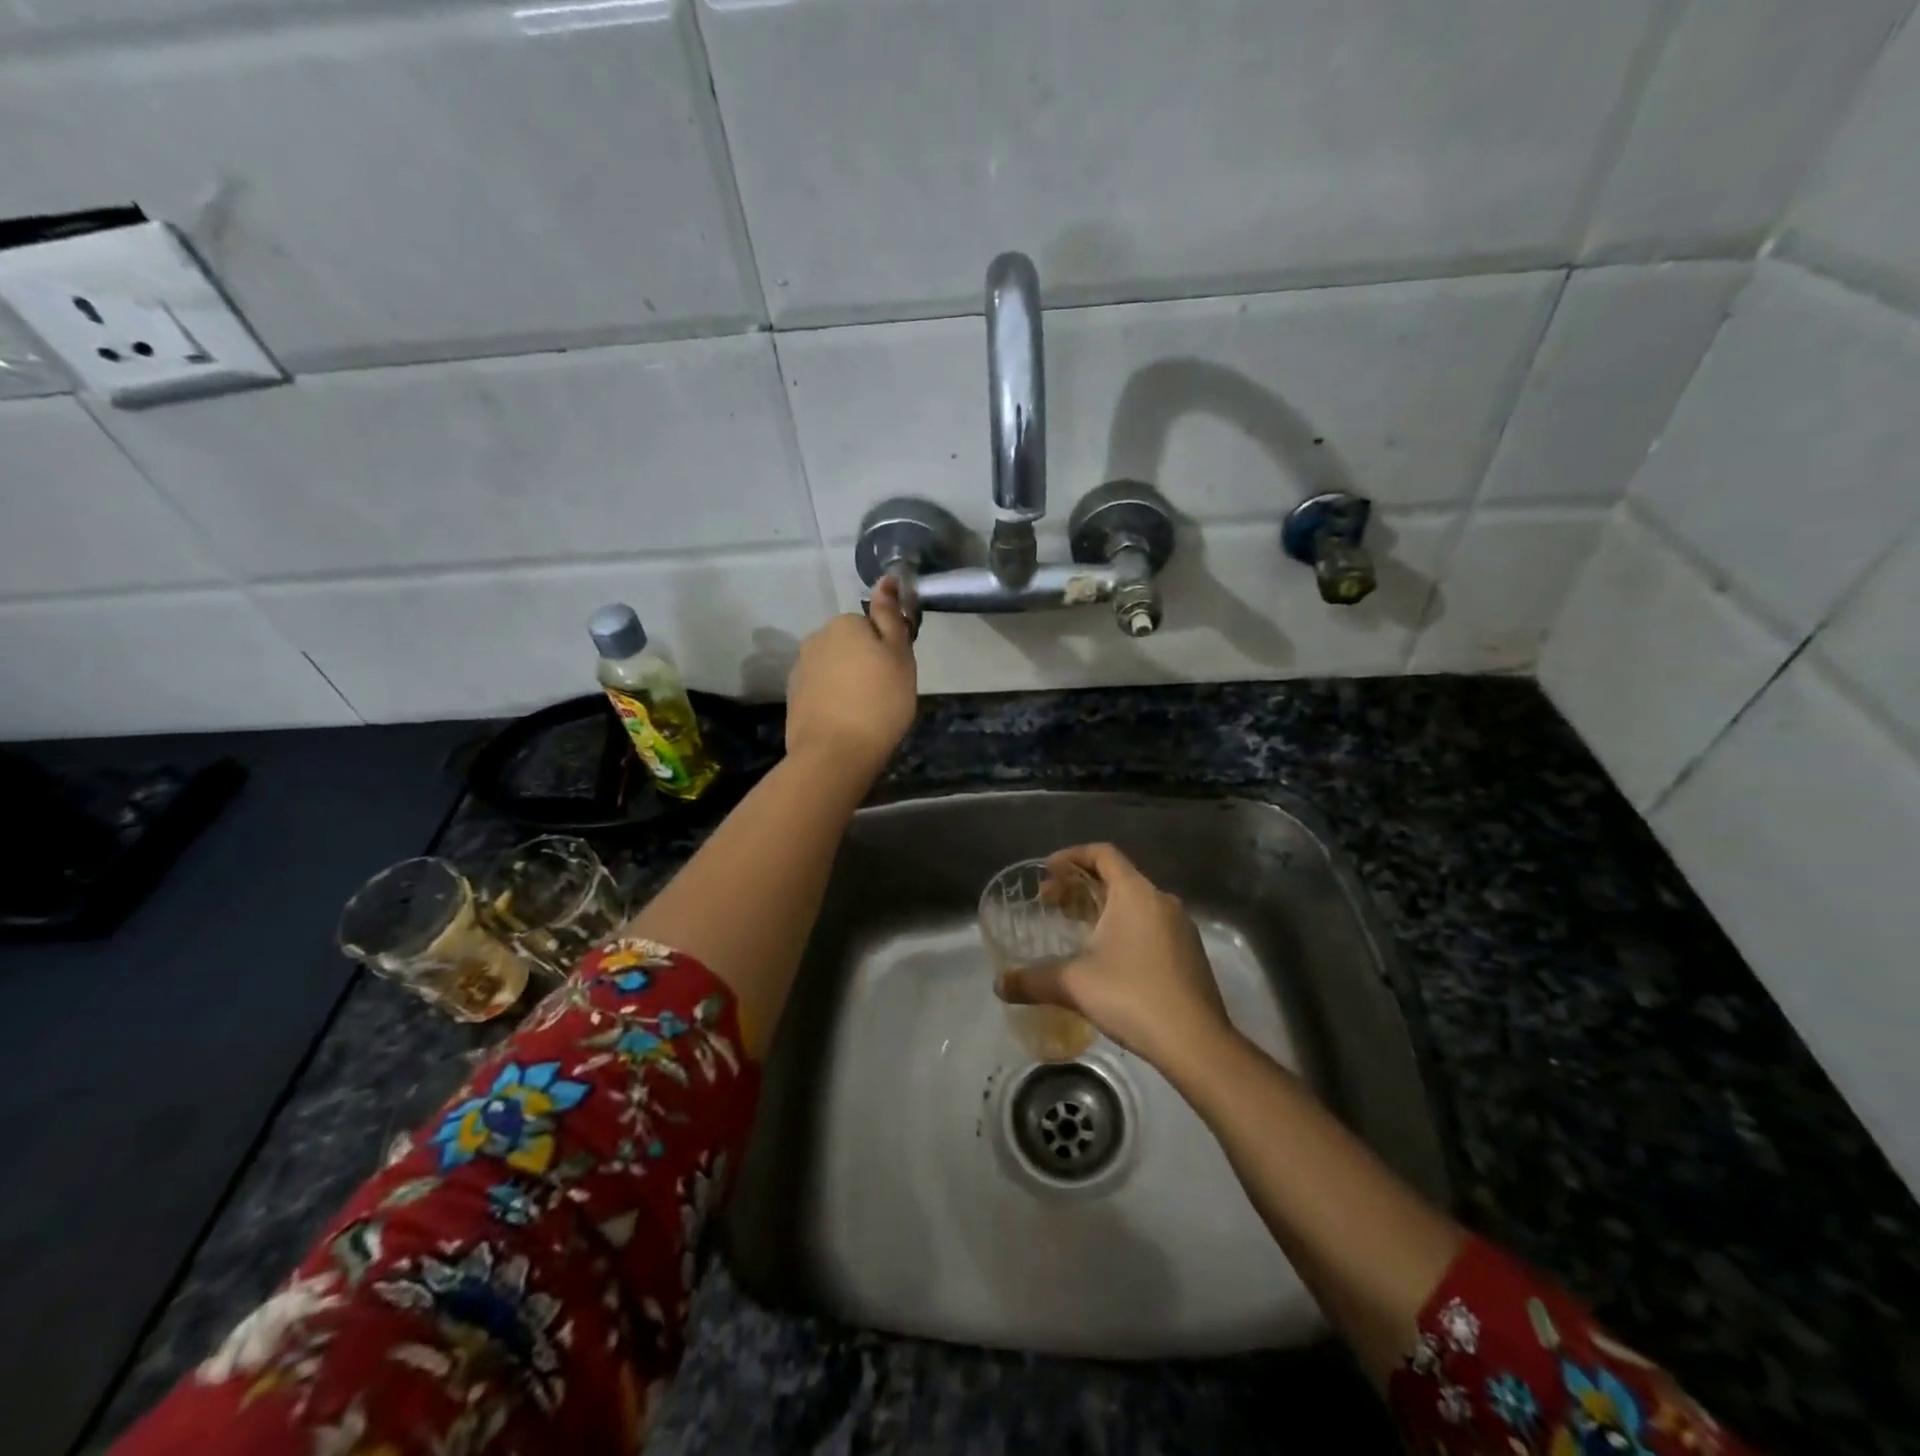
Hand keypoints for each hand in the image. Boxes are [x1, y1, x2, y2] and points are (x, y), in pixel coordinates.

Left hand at [784, 574, 917, 780]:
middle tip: (883, 694)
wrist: (835, 753)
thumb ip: (891, 616)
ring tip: (864, 712)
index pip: (871, 626)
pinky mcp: (793, 697)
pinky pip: (820, 690)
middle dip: (864, 663)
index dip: (886, 649)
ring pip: (833, 668)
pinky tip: (844, 722)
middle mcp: (816, 638)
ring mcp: (800, 669)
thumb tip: (886, 579)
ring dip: (847, 682)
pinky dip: (832, 701)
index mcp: (844, 624)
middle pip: (849, 645)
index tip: (895, 674)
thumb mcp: (899, 656)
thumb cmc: (879, 702)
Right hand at [994, 843, 1233, 1074]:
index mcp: (1135, 893)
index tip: (1046, 873)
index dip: (1071, 857)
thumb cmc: (1133, 996)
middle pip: (1116, 877)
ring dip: (1102, 908)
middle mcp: (1161, 900)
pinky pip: (1150, 925)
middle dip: (1080, 886)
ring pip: (1134, 903)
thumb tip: (999, 984)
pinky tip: (1107, 959)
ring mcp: (1180, 927)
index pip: (1102, 853)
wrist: (1197, 1043)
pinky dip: (1123, 928)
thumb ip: (1032, 980)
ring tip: (1075, 931)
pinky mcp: (1189, 953)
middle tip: (1050, 905)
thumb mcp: (1074, 984)